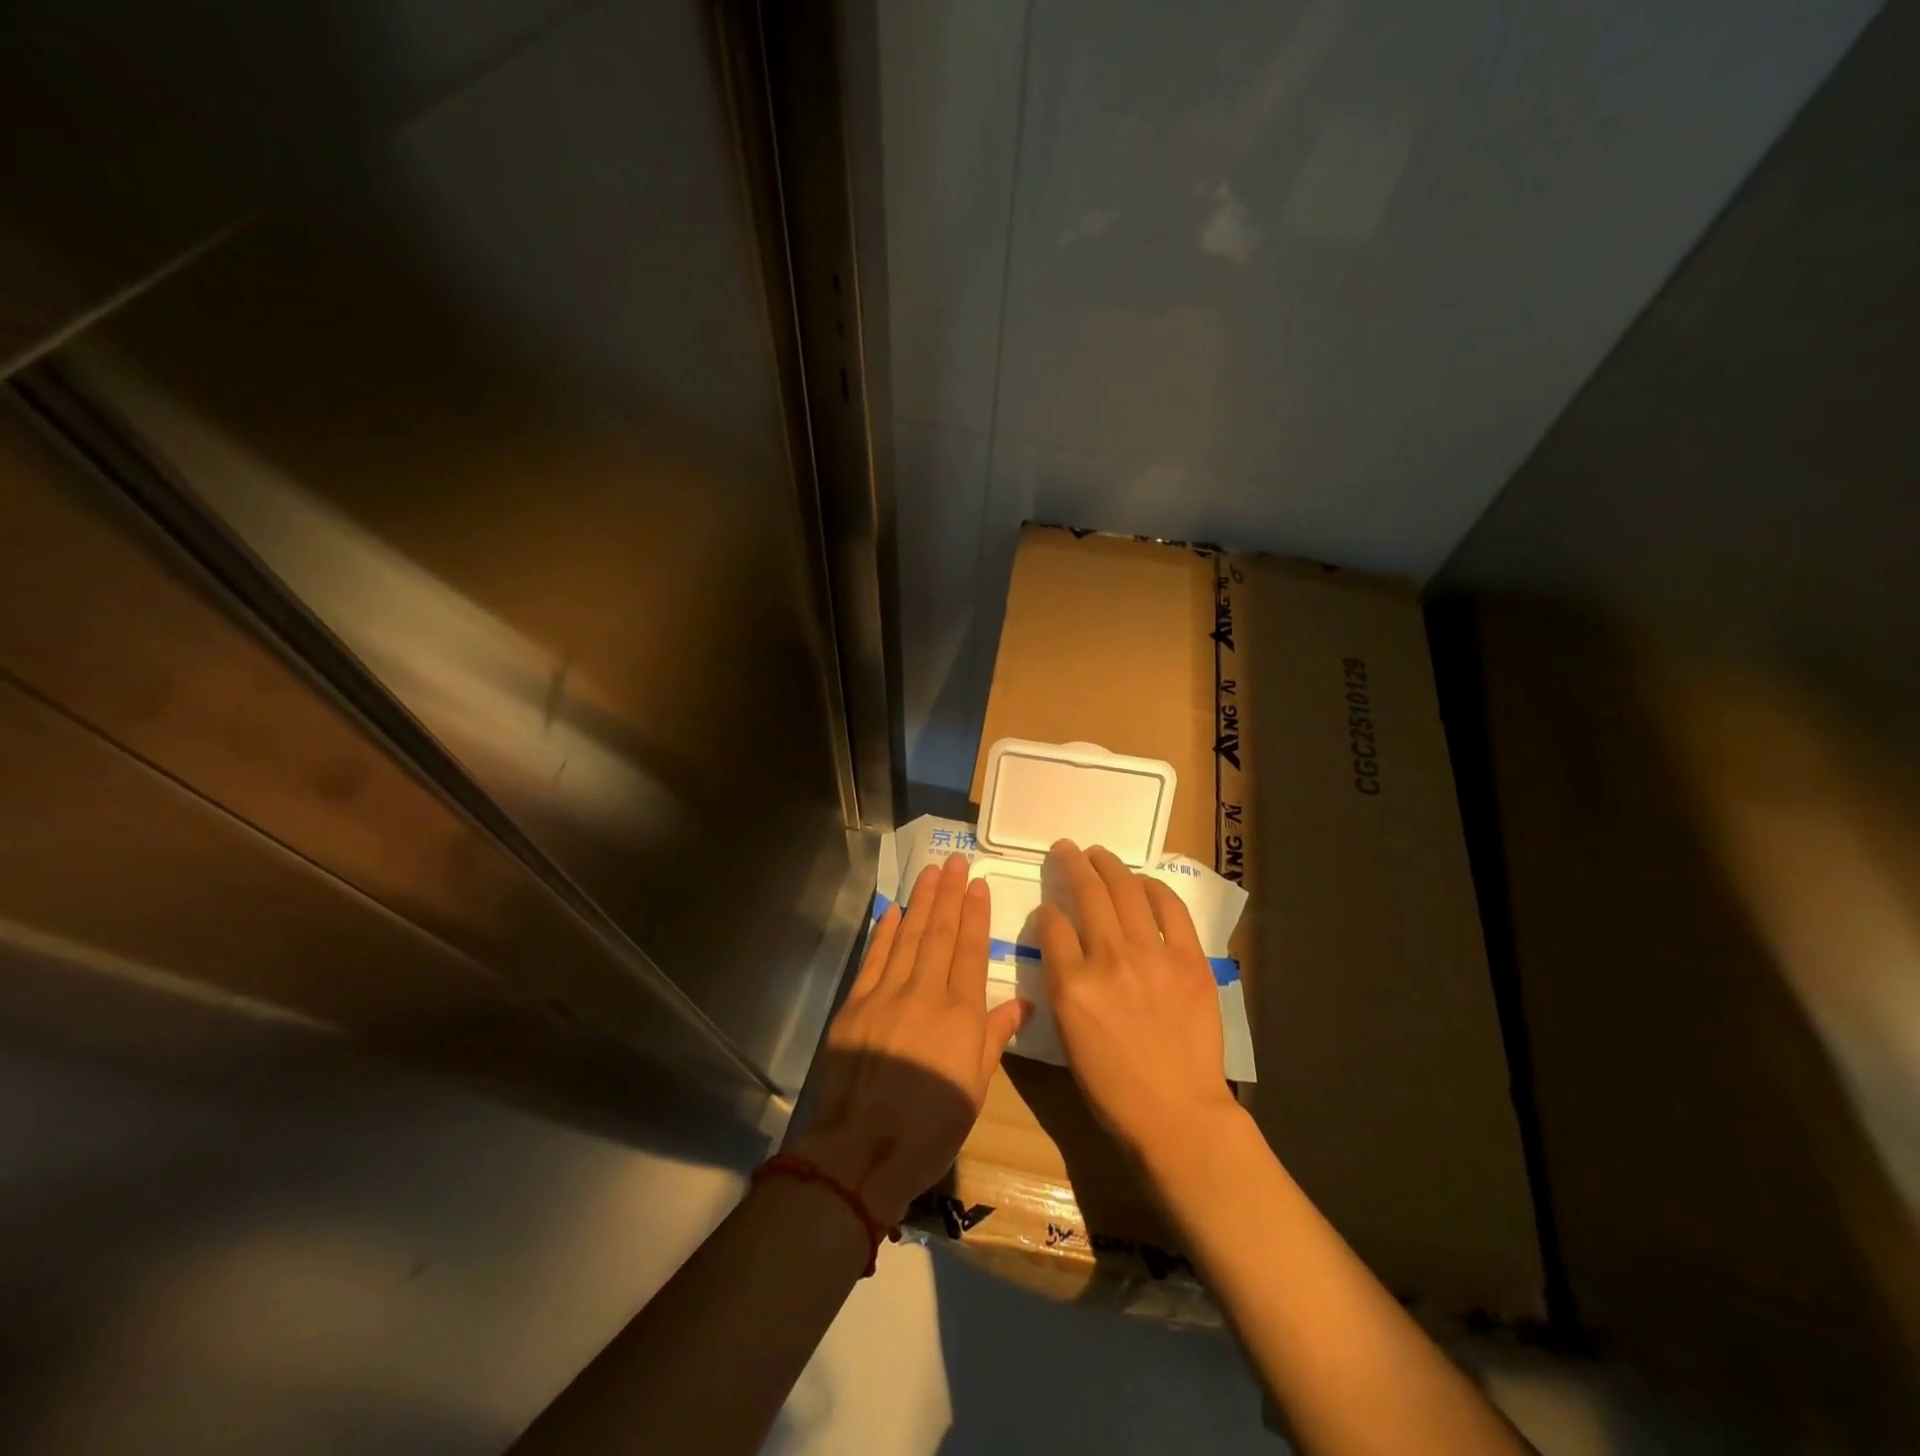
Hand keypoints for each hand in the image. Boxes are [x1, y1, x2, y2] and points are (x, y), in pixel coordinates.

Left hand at [788, 852, 1030, 1223]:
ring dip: (921, 901)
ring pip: (910, 936)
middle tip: (955, 861)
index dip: (976, 914)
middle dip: (950, 894)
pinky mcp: (856, 1004)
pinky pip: (875, 958)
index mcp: (961, 1014)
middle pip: (941, 933)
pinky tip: (895, 910)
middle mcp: (926, 993)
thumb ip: (994, 1039)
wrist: (862, 1150)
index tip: (978, 885)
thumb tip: (1022, 1004)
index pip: (972, 951)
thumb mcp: (975, 1088)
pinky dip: (886, 931)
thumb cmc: (931, 1127)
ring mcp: (887, 994)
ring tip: (931, 872)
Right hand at [1037, 841, 1236, 1160]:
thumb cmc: (1112, 1086)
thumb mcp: (1067, 1034)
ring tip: (1098, 853)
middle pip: (1086, 893)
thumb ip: (1061, 981)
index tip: (1050, 907)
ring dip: (1108, 865)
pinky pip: (1169, 909)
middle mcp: (1108, 960)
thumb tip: (1064, 943)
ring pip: (1125, 890)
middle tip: (1067, 848)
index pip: (1051, 923)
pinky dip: (1153, 888)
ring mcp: (1152, 956)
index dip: (1047, 909)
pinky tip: (1142, 881)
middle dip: (1072, 863)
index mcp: (1071, 985)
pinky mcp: (1189, 960)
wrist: (1177, 1113)